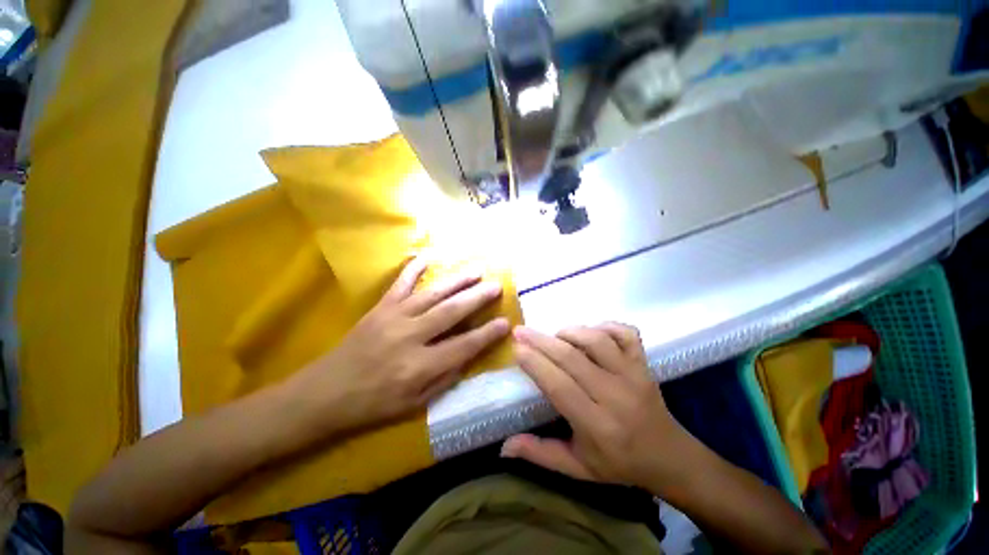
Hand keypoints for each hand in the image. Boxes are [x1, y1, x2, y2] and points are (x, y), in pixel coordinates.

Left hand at [284, 257, 509, 436]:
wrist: (325, 393)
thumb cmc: (373, 404)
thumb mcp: (415, 404)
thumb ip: (445, 378)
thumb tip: (468, 354)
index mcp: (419, 367)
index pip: (463, 346)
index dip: (486, 334)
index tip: (505, 323)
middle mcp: (409, 337)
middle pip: (451, 312)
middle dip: (477, 298)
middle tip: (496, 286)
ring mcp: (393, 318)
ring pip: (432, 294)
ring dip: (457, 280)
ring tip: (476, 270)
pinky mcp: (379, 308)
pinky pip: (400, 284)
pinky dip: (414, 268)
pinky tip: (428, 256)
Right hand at [502, 323, 690, 492]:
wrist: (670, 457)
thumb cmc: (619, 463)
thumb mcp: (578, 468)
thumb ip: (541, 455)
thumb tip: (504, 447)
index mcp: (598, 426)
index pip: (560, 386)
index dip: (535, 364)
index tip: (516, 349)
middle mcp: (616, 395)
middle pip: (572, 358)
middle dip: (541, 341)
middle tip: (521, 331)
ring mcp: (634, 375)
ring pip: (597, 340)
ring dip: (570, 332)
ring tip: (554, 335)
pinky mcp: (644, 363)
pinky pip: (625, 333)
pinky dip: (605, 325)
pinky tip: (590, 332)